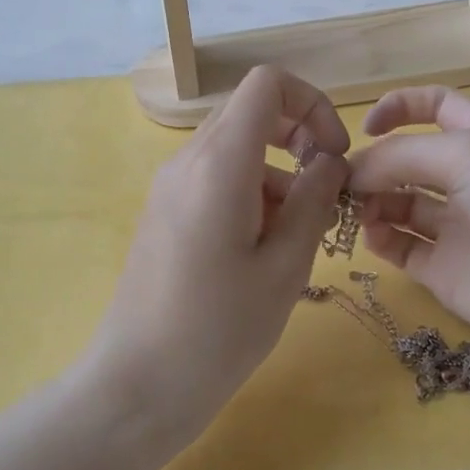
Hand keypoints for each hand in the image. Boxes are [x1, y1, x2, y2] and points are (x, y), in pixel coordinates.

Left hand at [85, 66, 350, 444]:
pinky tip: (264, 254)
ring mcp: (170, 186)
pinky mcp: (163, 213)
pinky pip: (214, 180)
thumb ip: (313, 201)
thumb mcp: (284, 266)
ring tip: (297, 243)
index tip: (333, 155)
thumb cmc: (218, 330)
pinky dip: (250, 196)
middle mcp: (187, 160)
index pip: (267, 84)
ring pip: (235, 150)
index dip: (312, 104)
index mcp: (219, 162)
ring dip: (277, 177)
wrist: (136, 385)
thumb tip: (329, 161)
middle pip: (250, 113)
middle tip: (323, 195)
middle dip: (298, 141)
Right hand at [348, 86, 469, 393]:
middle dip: (373, 162)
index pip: (436, 107)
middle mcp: (469, 179)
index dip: (399, 108)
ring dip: (370, 200)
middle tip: (342, 181)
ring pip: (397, 204)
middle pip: (407, 159)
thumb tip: (353, 170)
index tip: (364, 129)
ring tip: (353, 210)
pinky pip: (401, 248)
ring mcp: (458, 228)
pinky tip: (373, 238)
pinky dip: (380, 239)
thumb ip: (403, 155)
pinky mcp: (446, 273)